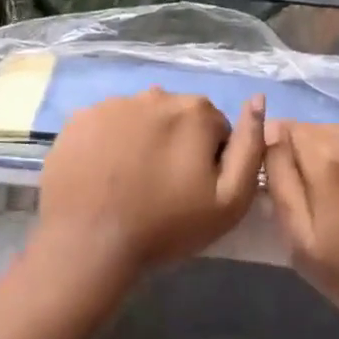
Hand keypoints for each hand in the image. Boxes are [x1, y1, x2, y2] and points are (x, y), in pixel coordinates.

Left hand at [37, 88, 265, 283]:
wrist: (89, 243)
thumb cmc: (166, 225)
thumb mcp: (229, 200)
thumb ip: (251, 147)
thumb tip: (258, 100)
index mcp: (195, 111)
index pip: (216, 129)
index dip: (210, 161)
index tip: (194, 190)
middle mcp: (154, 95)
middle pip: (178, 118)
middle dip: (177, 144)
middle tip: (163, 187)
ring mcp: (113, 103)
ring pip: (141, 118)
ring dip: (143, 140)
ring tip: (131, 182)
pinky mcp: (80, 118)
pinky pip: (106, 124)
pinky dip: (109, 142)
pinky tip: (104, 174)